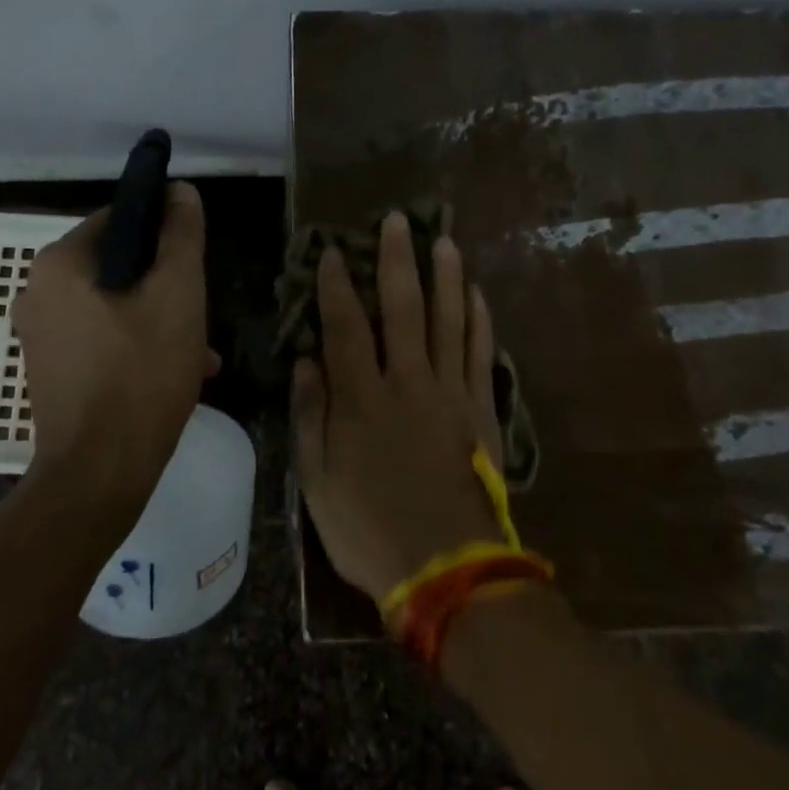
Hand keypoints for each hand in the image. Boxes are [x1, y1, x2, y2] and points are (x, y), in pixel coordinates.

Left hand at [13, 182, 217, 510]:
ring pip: (114, 305)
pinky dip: (137, 344)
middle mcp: (38, 292)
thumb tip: (180, 190)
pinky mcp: (51, 370)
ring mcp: (41, 335)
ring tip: (201, 349)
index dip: (164, 230)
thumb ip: (182, 236)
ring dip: (159, 318)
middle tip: (201, 311)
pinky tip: (178, 371)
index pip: (119, 218)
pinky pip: (102, 338)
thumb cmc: (141, 374)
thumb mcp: (177, 295)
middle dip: (165, 284)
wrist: (99, 473)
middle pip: (118, 265)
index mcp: (59, 263)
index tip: (196, 259)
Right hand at [293, 213, 506, 603]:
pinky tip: (477, 296)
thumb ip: (311, 417)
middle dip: (397, 260)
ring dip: (446, 277)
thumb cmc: (370, 529)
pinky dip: (480, 322)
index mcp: (362, 399)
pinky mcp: (482, 411)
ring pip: (449, 321)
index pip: (346, 326)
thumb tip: (306, 361)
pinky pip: (482, 356)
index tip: (332, 251)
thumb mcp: (318, 482)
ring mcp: (451, 394)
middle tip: (398, 219)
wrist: (447, 569)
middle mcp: (408, 383)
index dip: (336, 286)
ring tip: (445, 240)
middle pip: (403, 309)